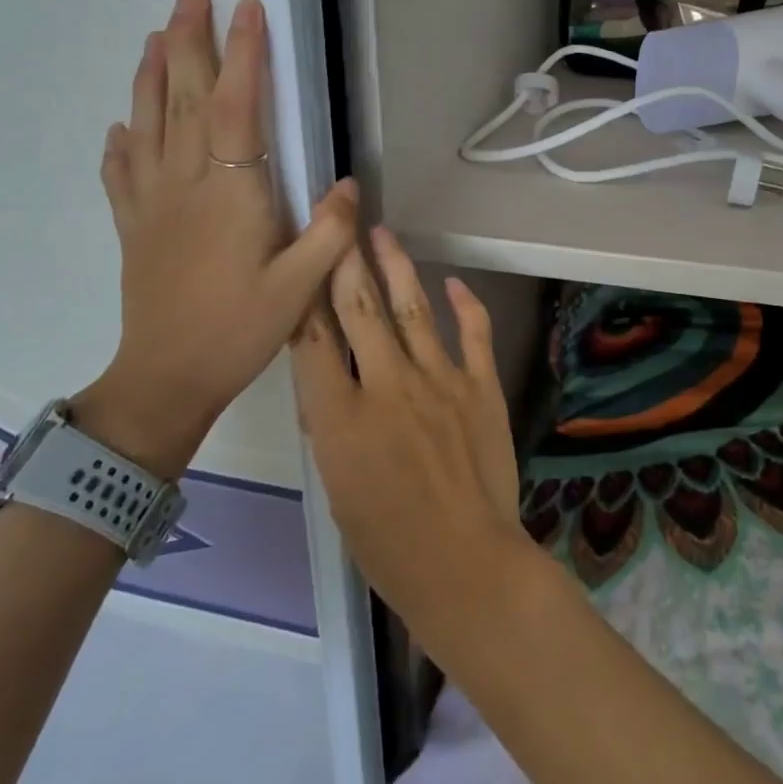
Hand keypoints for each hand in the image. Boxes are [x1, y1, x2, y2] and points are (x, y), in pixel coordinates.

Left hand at [75, 0, 357, 477]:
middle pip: (182, 98)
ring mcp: (152, 202)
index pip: (235, 107)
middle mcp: (185, 184)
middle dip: (186, 41)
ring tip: (154, 35)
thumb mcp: (301, 286)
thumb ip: (329, 231)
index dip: (243, 56)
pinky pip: (121, 172)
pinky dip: (121, 141)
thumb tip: (348, 182)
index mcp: (230, 193)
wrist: (166, 378)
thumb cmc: (239, 330)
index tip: (248, 10)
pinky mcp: (133, 225)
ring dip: (150, 74)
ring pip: (147, 123)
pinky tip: (122, 124)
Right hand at [292, 227, 523, 634]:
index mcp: (342, 417)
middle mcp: (388, 386)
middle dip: (345, 260)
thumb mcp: (337, 485)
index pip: (313, 340)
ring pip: (413, 308)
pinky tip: (453, 281)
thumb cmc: (386, 541)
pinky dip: (465, 303)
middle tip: (339, 220)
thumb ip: (333, 425)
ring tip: (383, 233)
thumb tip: (332, 383)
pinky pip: (473, 332)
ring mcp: (440, 381)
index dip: (304, 293)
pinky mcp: (481, 387)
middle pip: (360, 309)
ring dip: (396, 266)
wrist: (464, 563)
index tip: (301, 258)